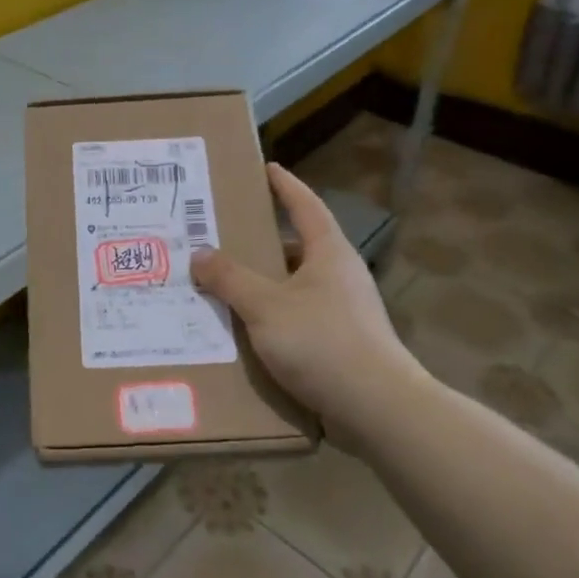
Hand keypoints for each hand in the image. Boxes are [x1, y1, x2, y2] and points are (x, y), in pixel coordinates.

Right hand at [191, 163, 422, 432]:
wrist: (378, 409)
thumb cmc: (322, 342)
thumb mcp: (265, 306)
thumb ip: (230, 279)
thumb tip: (200, 253)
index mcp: (329, 252)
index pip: (305, 205)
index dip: (285, 186)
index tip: (267, 168)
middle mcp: (340, 275)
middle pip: (298, 245)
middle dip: (263, 239)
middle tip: (225, 234)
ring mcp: (345, 310)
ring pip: (297, 285)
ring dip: (265, 282)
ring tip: (226, 283)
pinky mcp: (343, 343)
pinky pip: (299, 316)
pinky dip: (273, 315)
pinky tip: (247, 329)